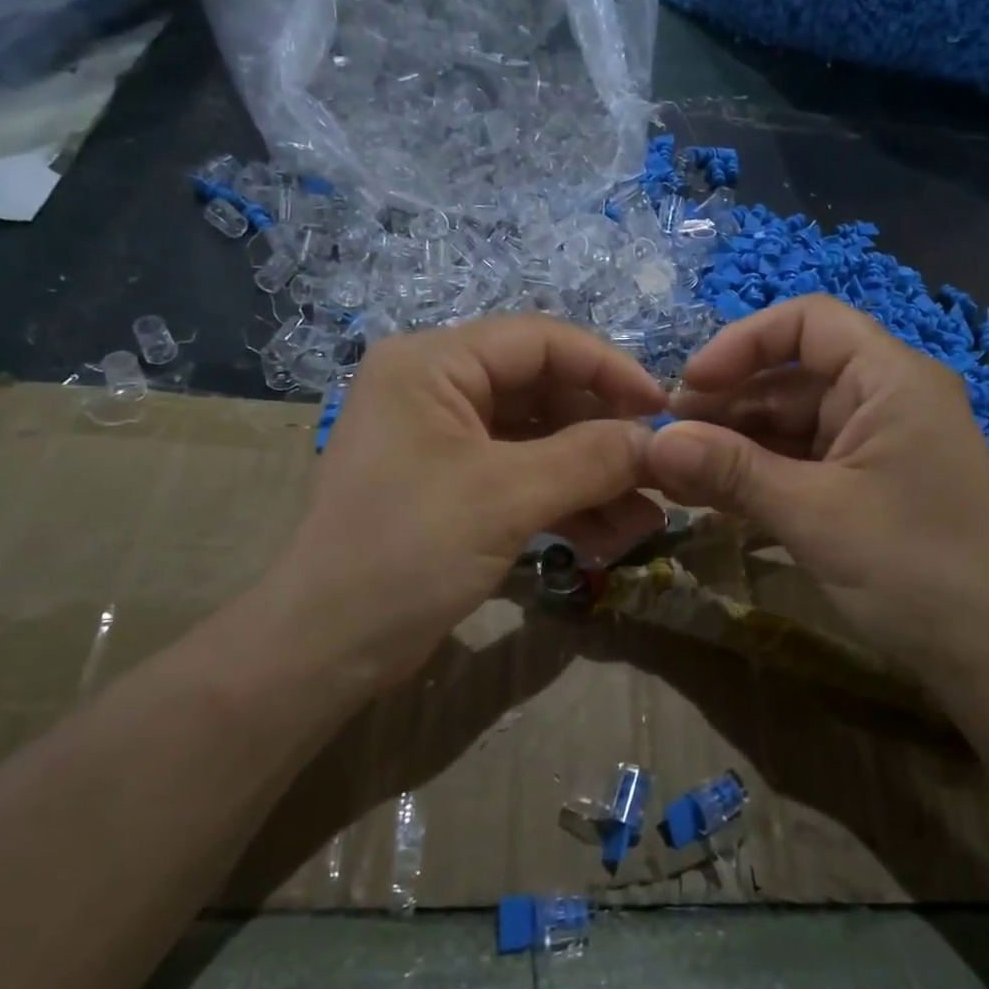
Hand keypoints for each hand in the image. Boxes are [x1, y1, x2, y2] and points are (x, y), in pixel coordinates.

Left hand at [274, 316, 667, 683]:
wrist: (326, 647)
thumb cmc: (406, 551)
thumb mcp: (506, 497)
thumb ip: (590, 459)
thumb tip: (660, 440)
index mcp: (432, 364)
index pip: (540, 341)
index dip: (608, 369)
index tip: (662, 409)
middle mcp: (437, 389)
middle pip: (544, 392)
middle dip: (605, 437)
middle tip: (659, 472)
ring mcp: (445, 440)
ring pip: (539, 441)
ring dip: (593, 478)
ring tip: (646, 520)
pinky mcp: (454, 487)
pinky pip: (522, 478)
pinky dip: (566, 503)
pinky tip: (610, 537)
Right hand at [645, 295, 988, 687]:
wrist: (985, 656)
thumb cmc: (912, 570)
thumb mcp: (813, 514)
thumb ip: (732, 471)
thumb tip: (654, 443)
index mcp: (891, 380)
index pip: (810, 322)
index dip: (743, 342)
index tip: (691, 384)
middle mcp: (884, 398)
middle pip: (790, 377)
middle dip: (726, 405)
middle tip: (665, 440)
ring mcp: (873, 442)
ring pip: (788, 423)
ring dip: (732, 446)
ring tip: (672, 473)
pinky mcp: (863, 482)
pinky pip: (799, 461)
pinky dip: (756, 475)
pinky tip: (705, 494)